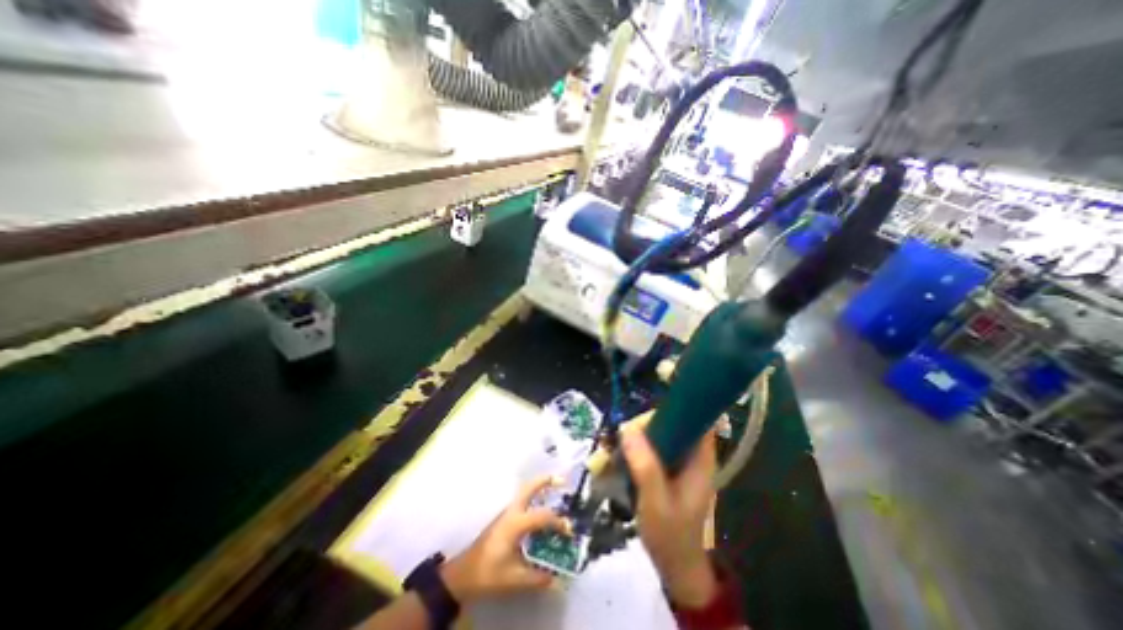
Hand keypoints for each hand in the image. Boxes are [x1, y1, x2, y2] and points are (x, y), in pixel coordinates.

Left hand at [440, 477, 569, 606]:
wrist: (463, 574)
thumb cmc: (488, 573)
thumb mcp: (513, 579)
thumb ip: (537, 577)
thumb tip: (558, 578)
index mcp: (515, 523)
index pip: (542, 516)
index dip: (558, 522)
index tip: (569, 530)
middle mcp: (512, 512)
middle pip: (529, 488)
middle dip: (546, 481)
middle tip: (562, 480)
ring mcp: (507, 513)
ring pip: (525, 491)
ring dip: (540, 486)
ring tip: (556, 487)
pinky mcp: (505, 518)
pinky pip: (523, 500)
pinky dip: (535, 496)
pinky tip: (543, 507)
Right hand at [624, 421, 718, 607]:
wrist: (675, 564)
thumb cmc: (671, 536)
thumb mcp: (657, 503)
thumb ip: (645, 467)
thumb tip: (627, 428)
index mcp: (700, 459)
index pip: (691, 417)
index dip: (668, 412)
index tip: (641, 424)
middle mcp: (691, 453)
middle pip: (669, 422)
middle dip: (643, 426)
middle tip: (621, 442)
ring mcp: (678, 460)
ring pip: (656, 433)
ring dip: (635, 437)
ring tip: (614, 451)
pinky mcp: (666, 466)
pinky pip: (649, 446)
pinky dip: (634, 448)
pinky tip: (618, 458)